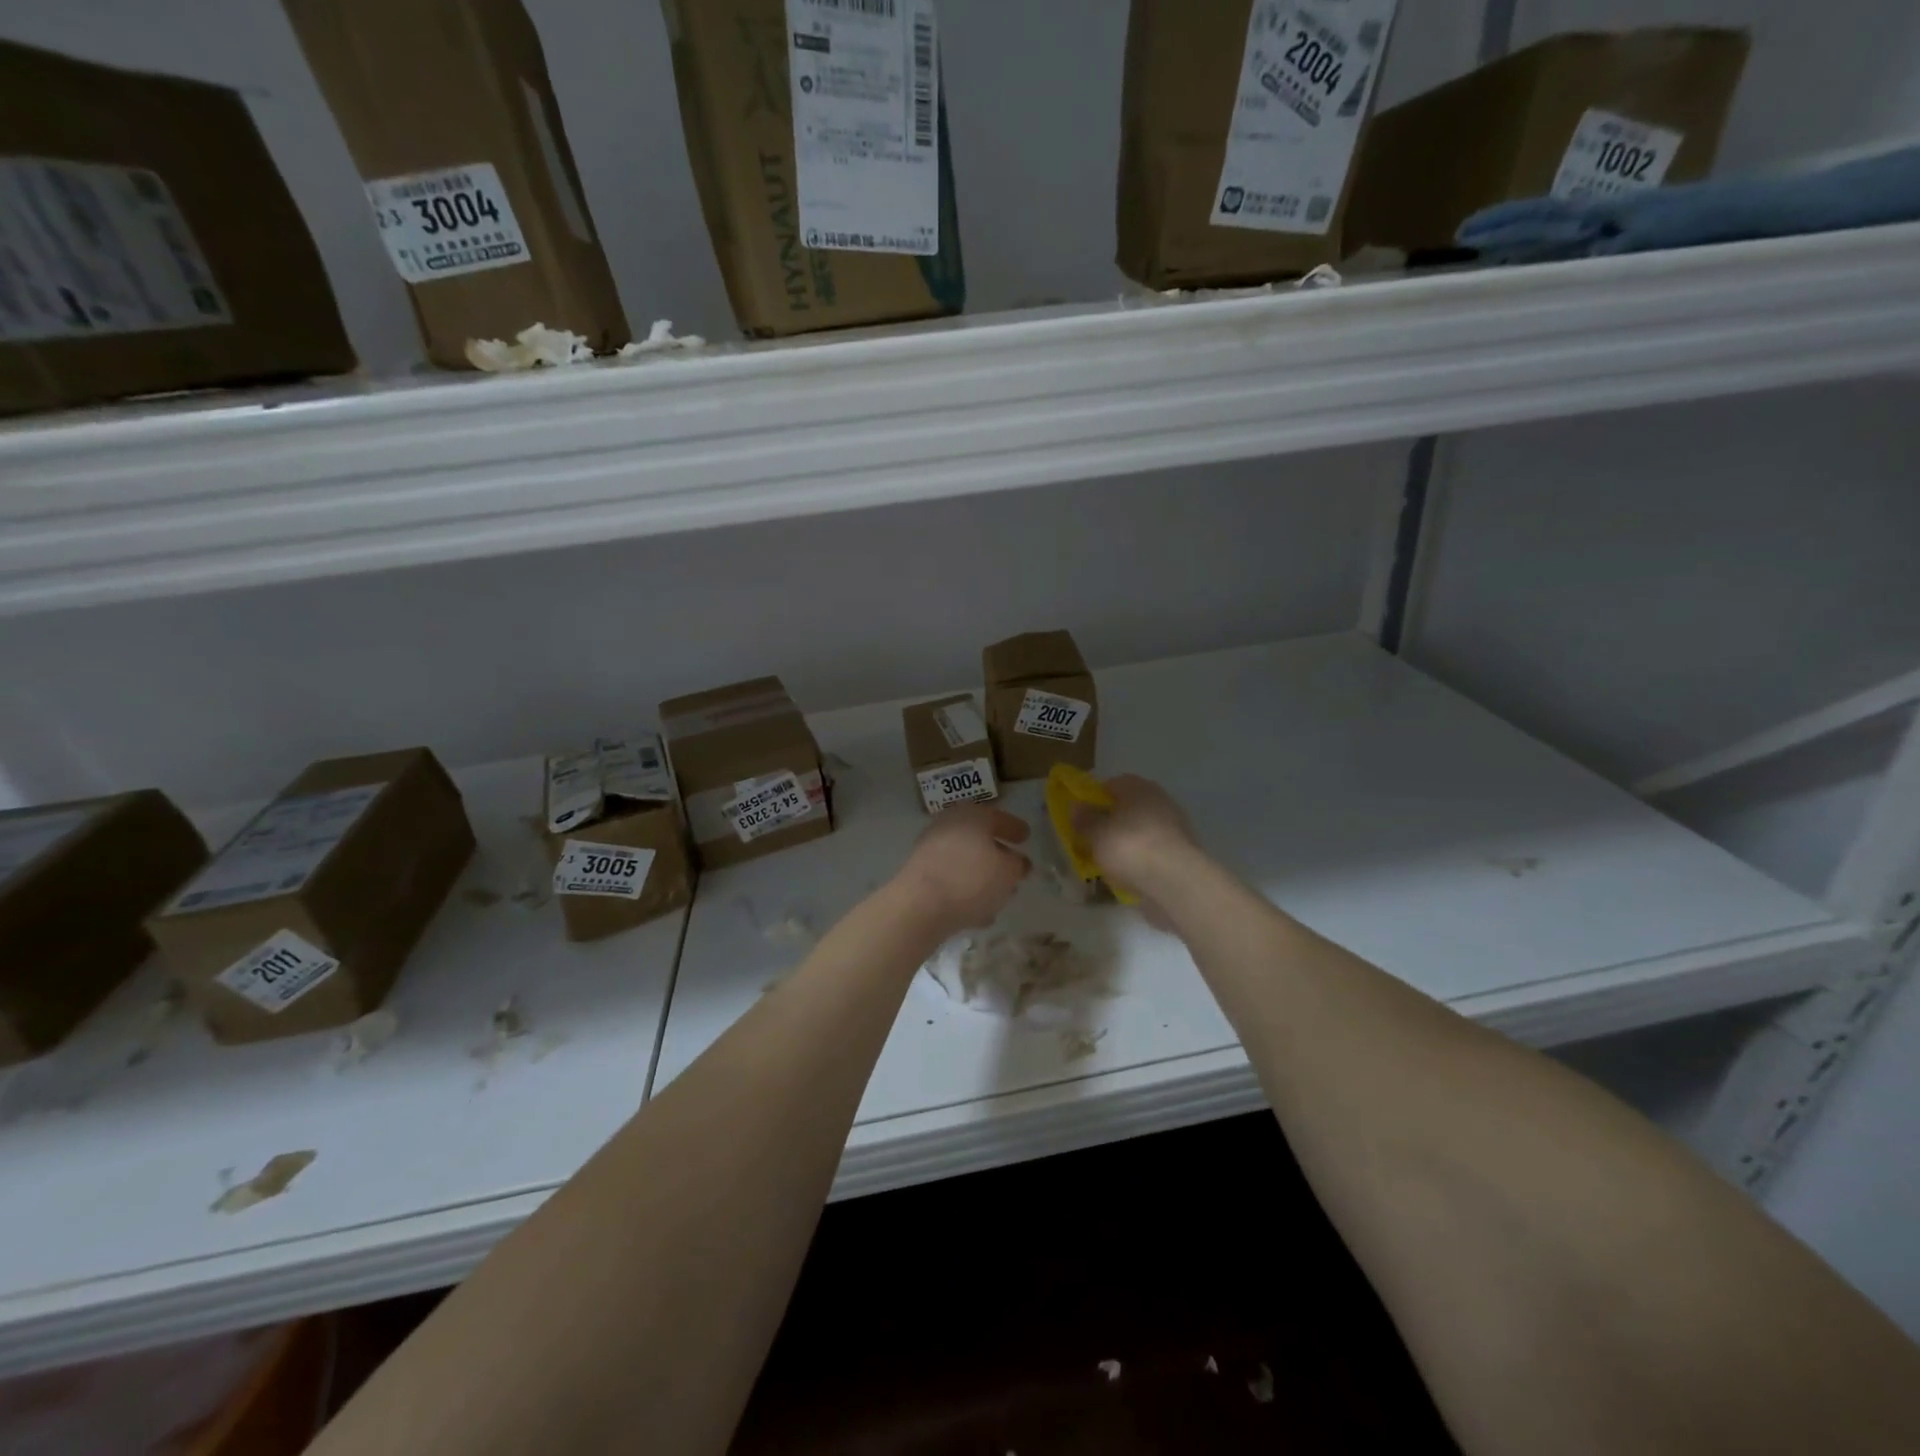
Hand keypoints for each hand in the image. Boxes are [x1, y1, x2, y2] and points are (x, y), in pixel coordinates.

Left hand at [894, 803, 1030, 933]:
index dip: (1014, 828)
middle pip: (979, 839)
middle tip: (1014, 868)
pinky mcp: (920, 876)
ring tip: (1000, 895)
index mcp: (972, 815)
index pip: (998, 817)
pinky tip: (979, 912)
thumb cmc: (971, 878)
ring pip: (965, 862)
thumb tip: (1018, 862)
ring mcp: (930, 850)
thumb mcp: (1008, 871)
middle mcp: (948, 826)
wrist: (919, 905)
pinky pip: (951, 881)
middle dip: (997, 854)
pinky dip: (966, 892)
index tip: (1026, 837)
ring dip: (982, 876)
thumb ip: (1018, 865)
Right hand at [1070, 774, 1200, 922]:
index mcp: (1139, 788)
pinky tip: (1127, 875)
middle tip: (1091, 839)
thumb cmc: (1129, 847)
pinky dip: (1140, 860)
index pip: (1112, 784)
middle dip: (1110, 822)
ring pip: (1140, 831)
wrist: (1175, 882)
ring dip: (1126, 843)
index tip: (1081, 816)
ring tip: (1107, 862)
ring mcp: (1174, 828)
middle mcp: (1159, 801)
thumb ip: (1084, 819)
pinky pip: (1152, 852)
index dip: (1094, 798)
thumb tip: (1077, 807)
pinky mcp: (1181, 854)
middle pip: (1128, 808)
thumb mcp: (1096, 833)